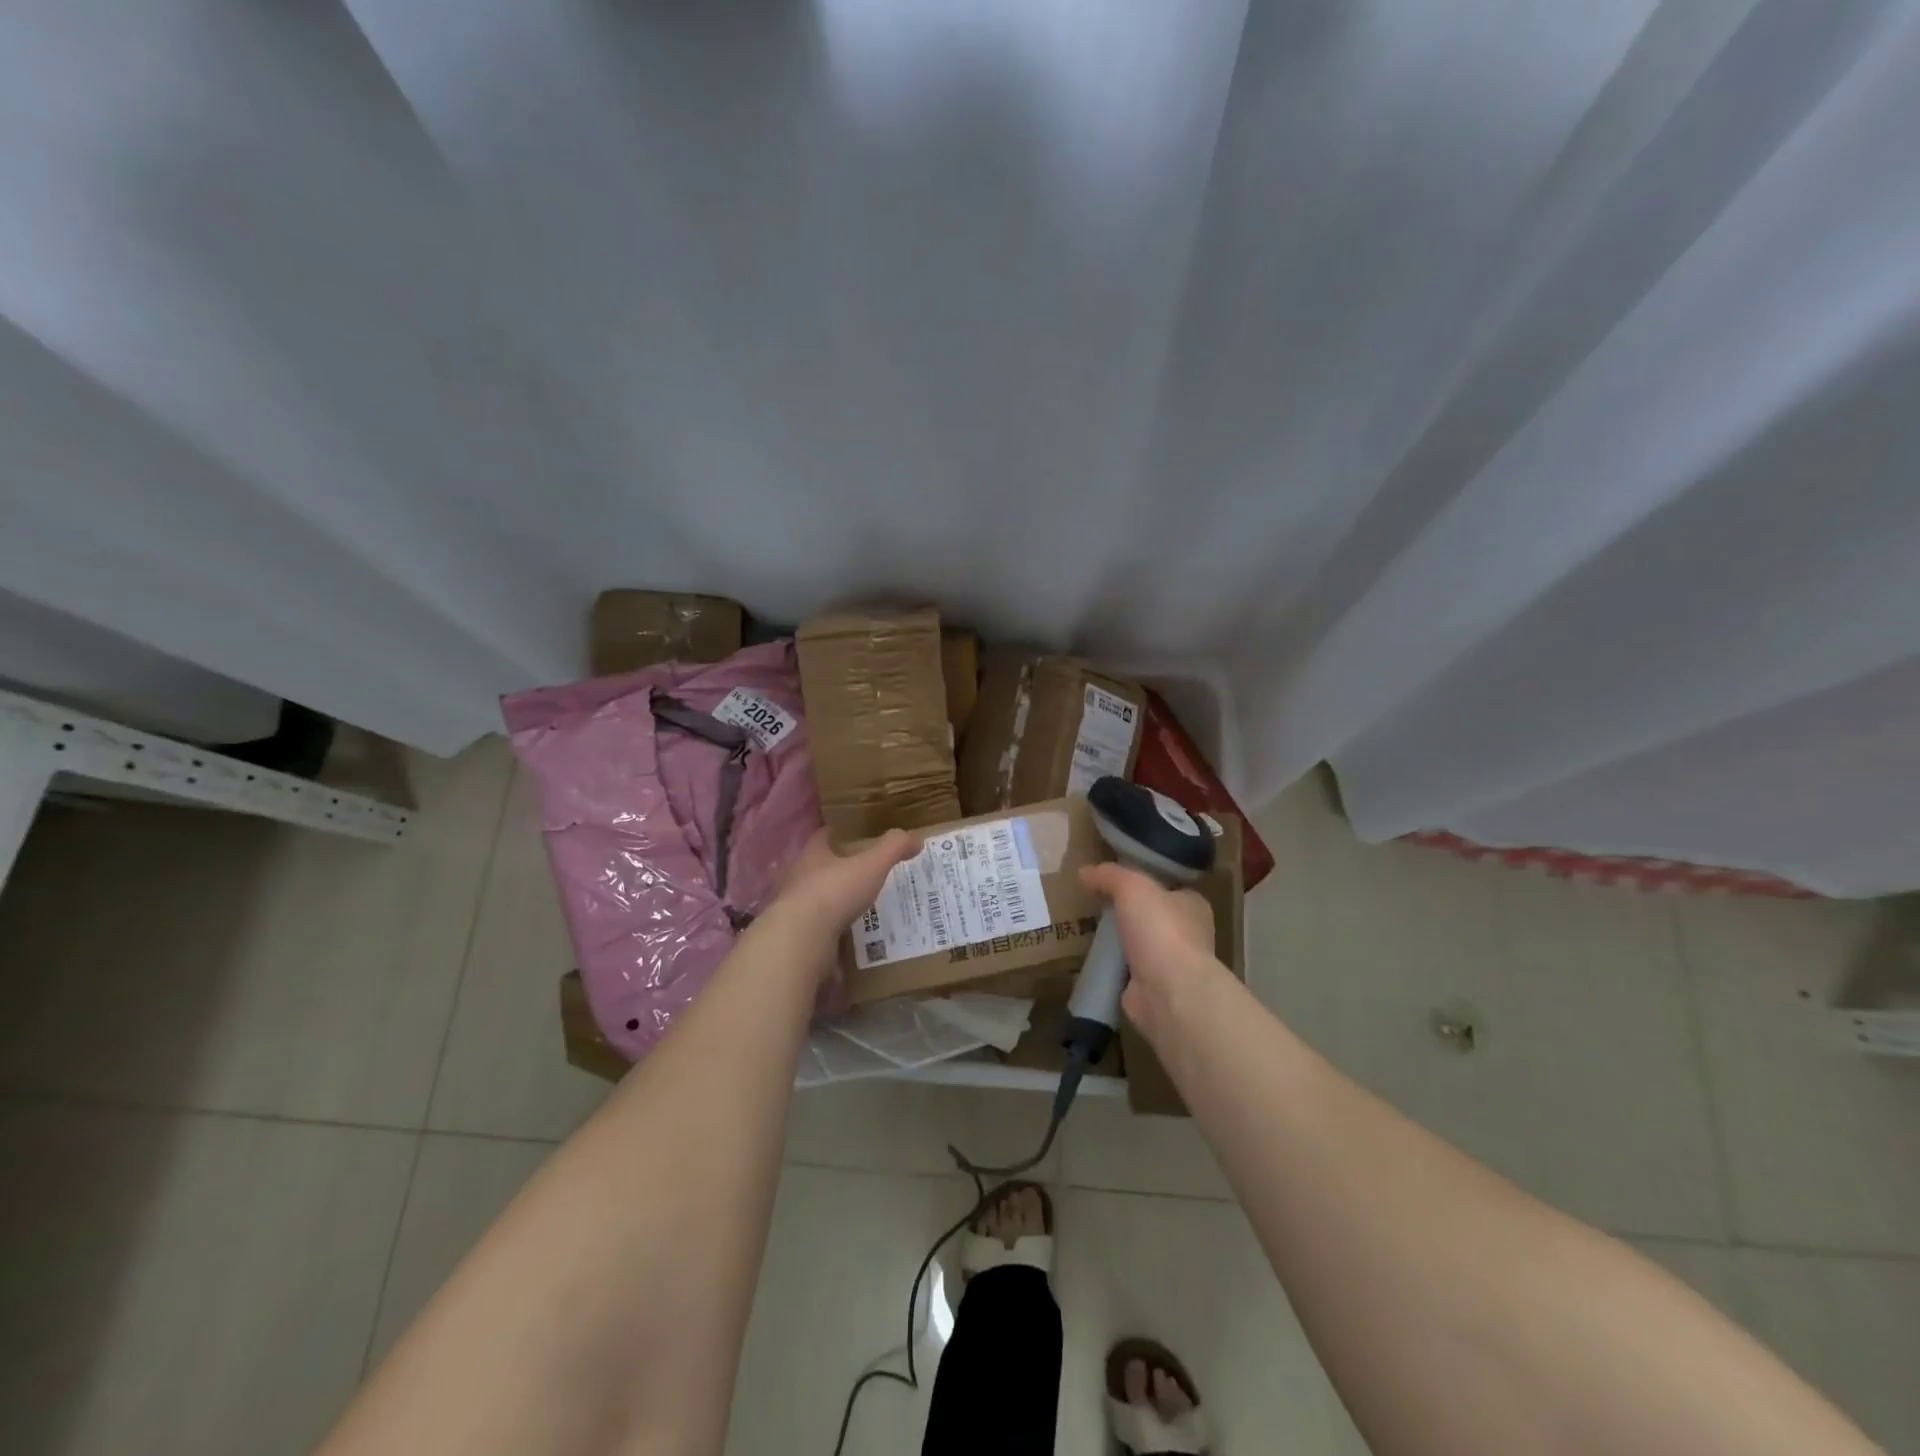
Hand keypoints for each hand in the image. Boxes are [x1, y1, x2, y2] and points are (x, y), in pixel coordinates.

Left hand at [767, 828, 916, 981]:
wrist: (801, 940)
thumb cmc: (835, 891)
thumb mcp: (872, 865)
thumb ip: (893, 848)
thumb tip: (916, 838)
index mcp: (812, 855)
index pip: (823, 836)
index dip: (837, 833)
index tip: (852, 834)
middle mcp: (797, 878)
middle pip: (816, 867)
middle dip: (835, 868)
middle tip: (860, 872)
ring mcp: (792, 909)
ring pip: (814, 899)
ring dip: (831, 901)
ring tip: (855, 906)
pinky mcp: (795, 936)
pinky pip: (815, 929)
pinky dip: (829, 930)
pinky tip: (845, 937)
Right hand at [1078, 863, 1218, 1041]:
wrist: (1169, 992)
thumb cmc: (1160, 930)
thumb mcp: (1132, 886)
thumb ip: (1109, 875)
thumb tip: (1084, 872)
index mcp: (1193, 905)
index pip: (1168, 888)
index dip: (1144, 882)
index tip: (1115, 880)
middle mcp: (1187, 935)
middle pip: (1152, 916)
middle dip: (1128, 912)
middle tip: (1095, 903)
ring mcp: (1170, 965)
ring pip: (1138, 944)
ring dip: (1118, 940)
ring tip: (1086, 928)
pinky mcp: (1151, 990)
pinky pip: (1126, 971)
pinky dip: (1111, 966)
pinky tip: (1089, 958)